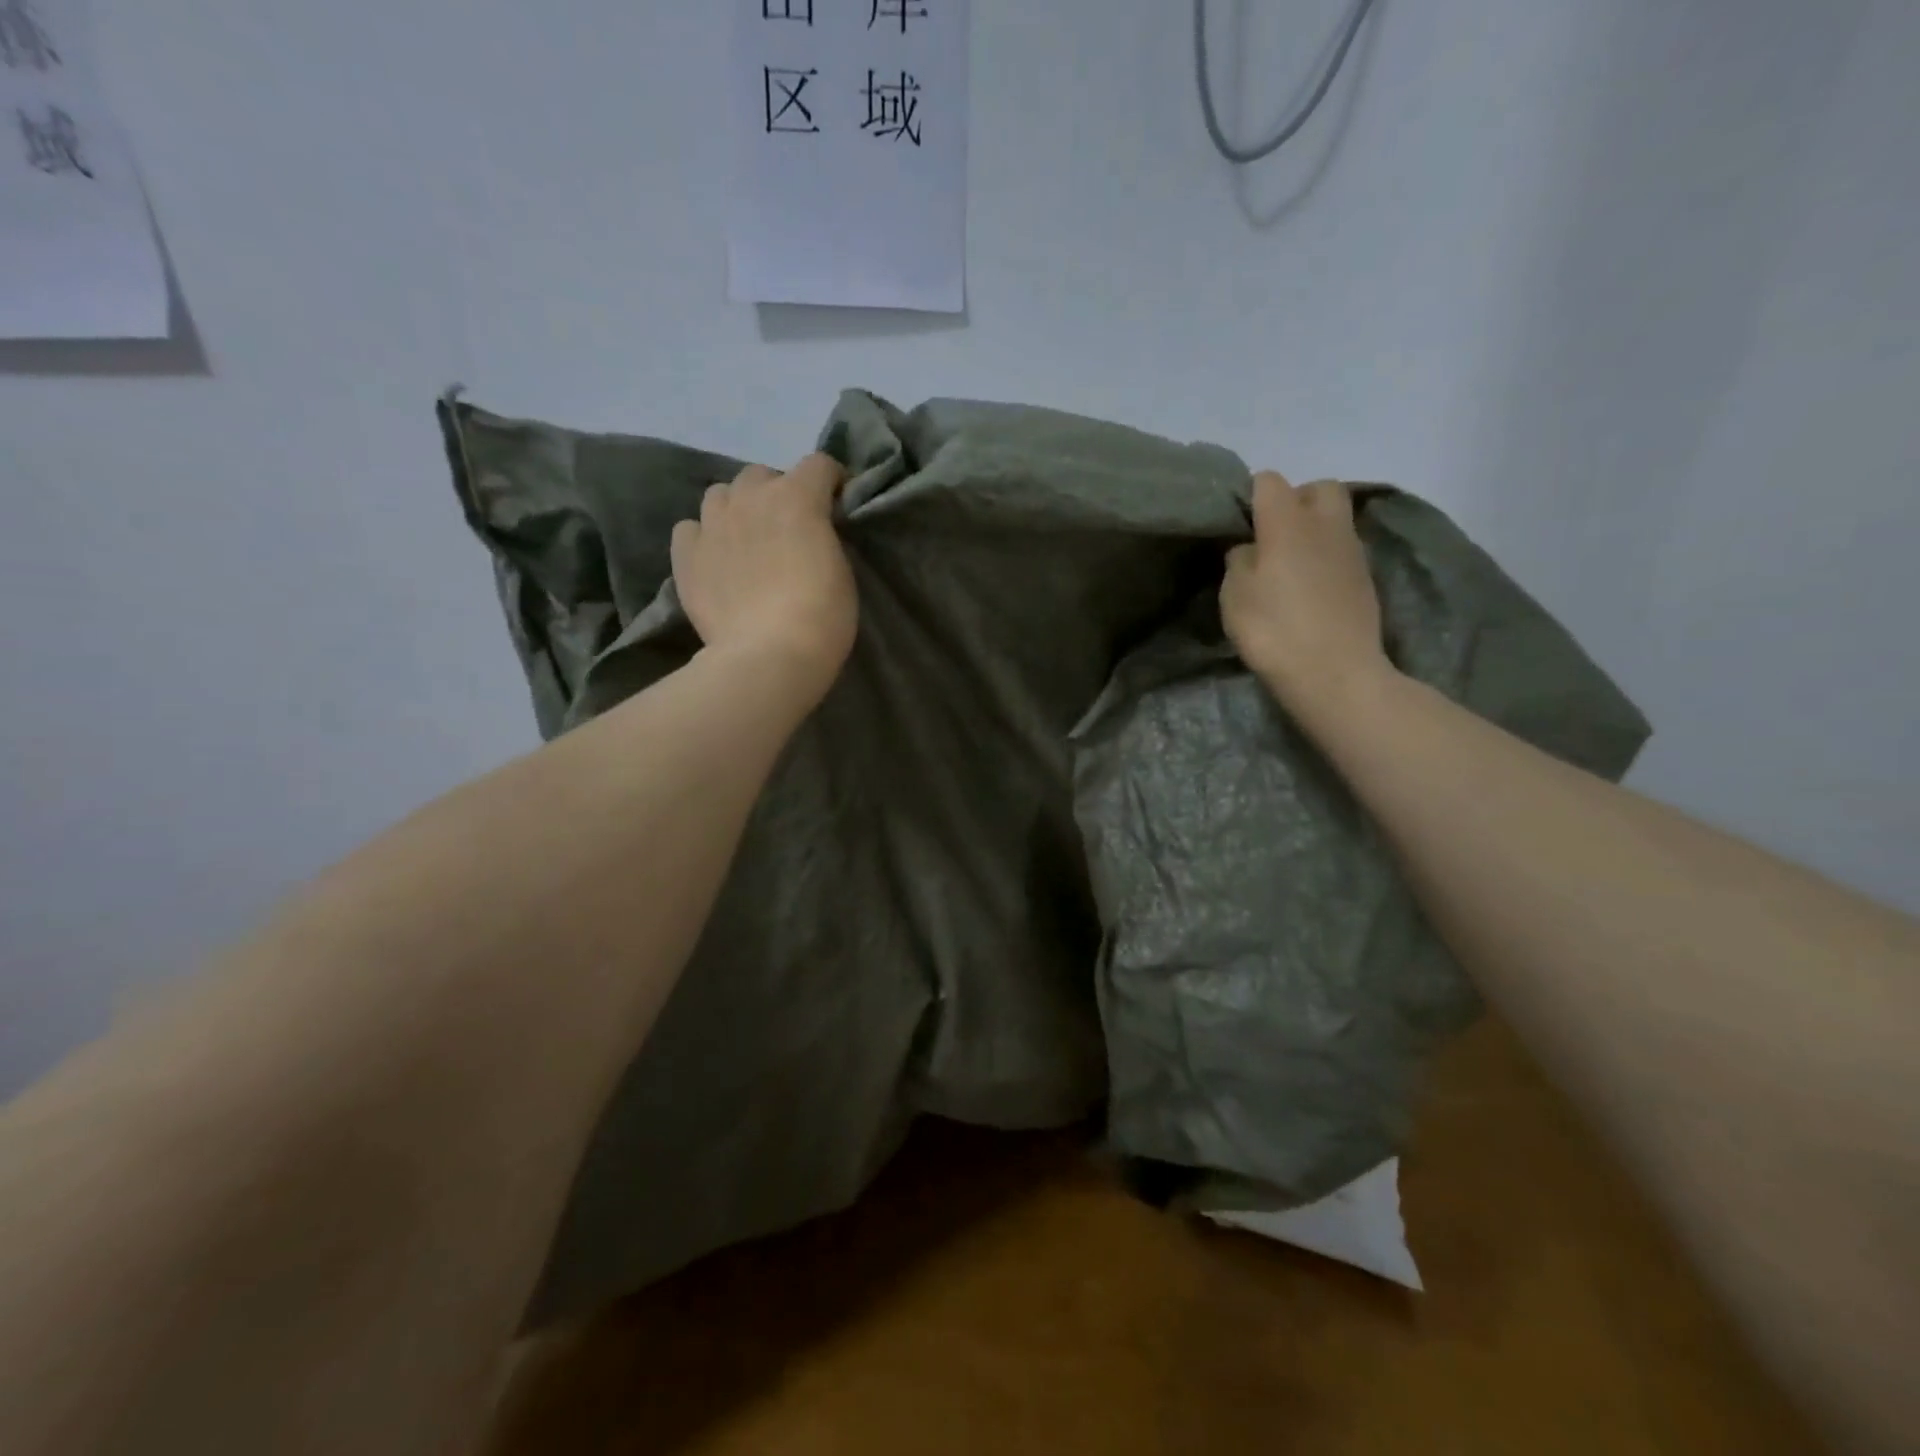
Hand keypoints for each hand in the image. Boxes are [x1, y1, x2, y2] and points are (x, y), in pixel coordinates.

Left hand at [671, 454, 857, 702]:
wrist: (769, 656)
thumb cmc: (822, 616)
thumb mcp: (841, 569)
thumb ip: (822, 536)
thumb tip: (809, 530)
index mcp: (797, 497)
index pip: (819, 464)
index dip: (830, 482)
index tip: (836, 505)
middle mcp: (750, 498)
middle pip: (762, 474)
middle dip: (777, 493)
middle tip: (787, 528)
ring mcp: (712, 524)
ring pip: (720, 495)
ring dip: (737, 508)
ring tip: (746, 540)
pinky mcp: (686, 555)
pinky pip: (690, 529)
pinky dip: (703, 537)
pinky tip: (715, 560)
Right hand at [1221, 472, 1391, 714]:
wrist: (1335, 673)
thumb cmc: (1274, 629)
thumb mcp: (1234, 595)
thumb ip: (1240, 561)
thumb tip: (1251, 549)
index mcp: (1288, 521)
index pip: (1269, 481)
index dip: (1250, 496)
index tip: (1238, 525)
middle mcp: (1326, 524)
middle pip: (1317, 488)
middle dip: (1295, 500)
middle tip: (1272, 535)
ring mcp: (1352, 550)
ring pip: (1334, 519)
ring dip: (1313, 530)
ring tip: (1289, 565)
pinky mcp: (1366, 577)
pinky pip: (1343, 550)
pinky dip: (1326, 557)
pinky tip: (1309, 588)